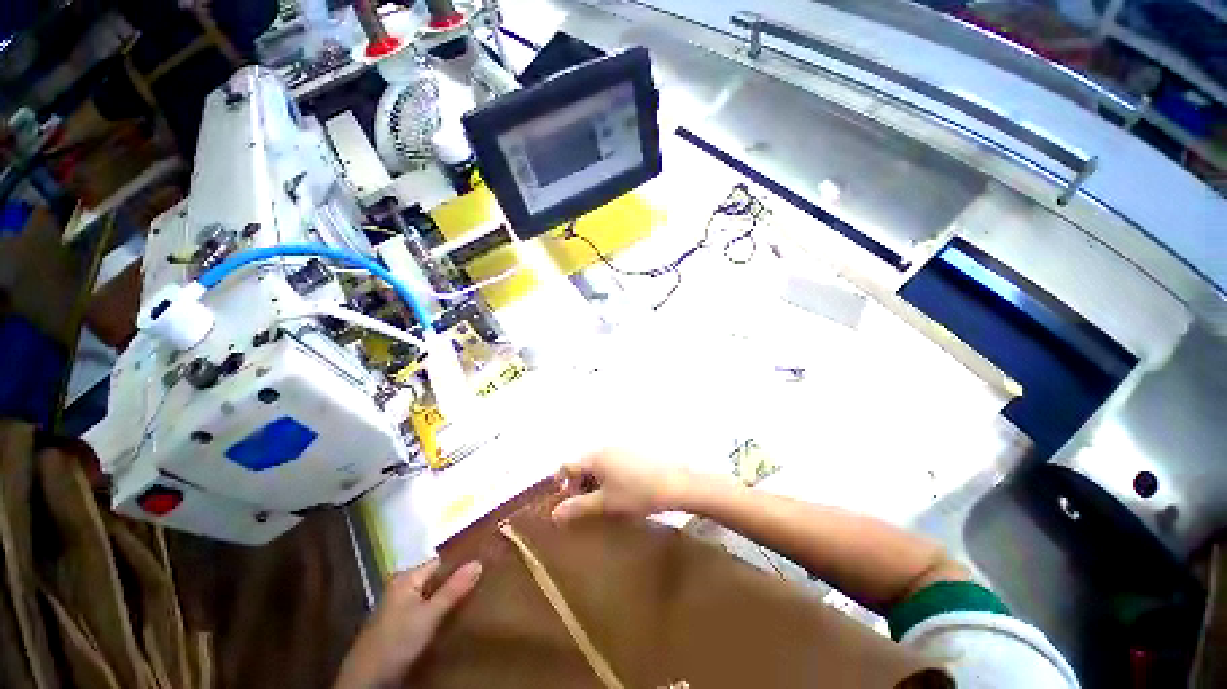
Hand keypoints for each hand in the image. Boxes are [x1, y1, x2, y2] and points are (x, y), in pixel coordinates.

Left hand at [333, 559, 480, 688]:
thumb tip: (478, 561)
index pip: (441, 562)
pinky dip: (436, 612)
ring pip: (429, 595)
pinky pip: (423, 609)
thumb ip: (453, 589)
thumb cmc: (397, 641)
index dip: (460, 565)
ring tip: (470, 600)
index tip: (483, 568)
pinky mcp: (396, 624)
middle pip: (435, 578)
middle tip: (480, 585)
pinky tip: (448, 619)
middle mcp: (401, 586)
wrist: (365, 680)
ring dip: (446, 599)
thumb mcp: (429, 616)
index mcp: (406, 577)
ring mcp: (397, 606)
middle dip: (454, 583)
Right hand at [552, 449, 691, 523]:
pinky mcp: (634, 452)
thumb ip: (578, 507)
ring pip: (598, 464)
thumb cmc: (636, 494)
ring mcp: (621, 448)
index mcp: (595, 457)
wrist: (674, 484)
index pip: (567, 466)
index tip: (563, 501)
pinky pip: (612, 462)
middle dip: (579, 484)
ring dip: (594, 481)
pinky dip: (608, 476)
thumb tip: (554, 514)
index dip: (561, 483)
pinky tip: (620, 491)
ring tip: (603, 501)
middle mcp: (605, 448)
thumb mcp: (605, 504)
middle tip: (584, 506)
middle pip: (583, 464)